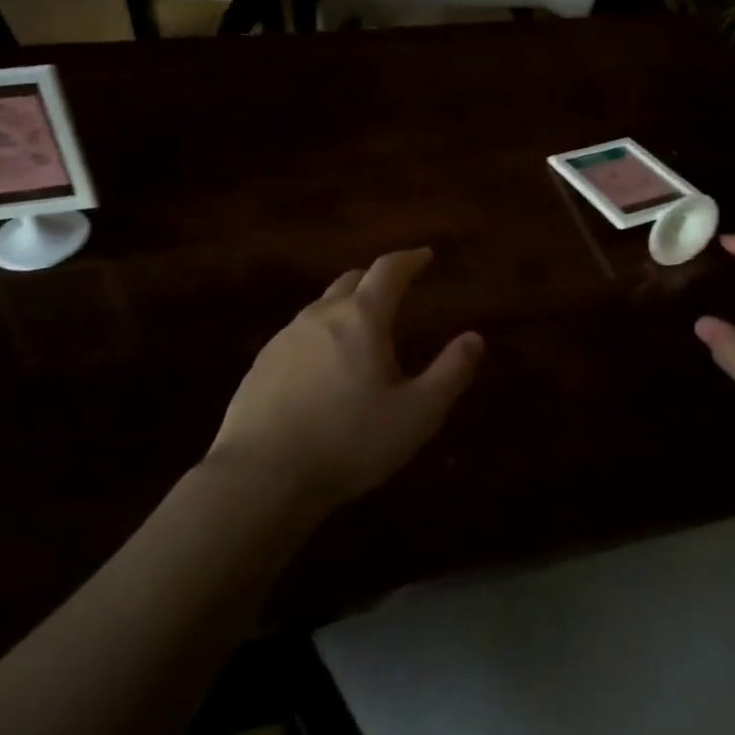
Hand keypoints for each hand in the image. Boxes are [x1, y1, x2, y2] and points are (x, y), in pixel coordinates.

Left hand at [209, 248, 482, 508]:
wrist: (261, 478)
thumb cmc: (349, 442)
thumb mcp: (416, 414)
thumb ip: (450, 373)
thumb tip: (474, 338)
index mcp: (361, 318)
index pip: (388, 270)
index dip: (410, 259)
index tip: (425, 256)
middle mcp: (320, 316)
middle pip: (351, 281)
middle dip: (376, 280)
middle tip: (395, 292)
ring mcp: (284, 339)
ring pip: (321, 308)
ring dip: (346, 309)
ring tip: (361, 333)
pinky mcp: (260, 366)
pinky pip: (297, 337)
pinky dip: (319, 338)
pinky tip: (322, 370)